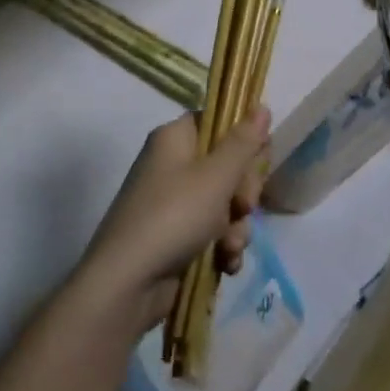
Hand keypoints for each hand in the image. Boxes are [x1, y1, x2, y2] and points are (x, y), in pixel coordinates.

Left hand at [78, 110, 270, 330]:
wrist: (127, 284)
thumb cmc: (173, 216)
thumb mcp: (215, 177)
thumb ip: (243, 143)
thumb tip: (262, 106)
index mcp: (175, 138)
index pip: (217, 123)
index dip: (242, 140)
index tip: (259, 159)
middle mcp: (173, 165)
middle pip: (226, 165)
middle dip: (243, 192)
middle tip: (242, 207)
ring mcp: (174, 203)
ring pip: (225, 203)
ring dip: (236, 226)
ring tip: (230, 246)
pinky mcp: (177, 237)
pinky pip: (213, 232)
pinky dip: (223, 247)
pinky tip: (225, 263)